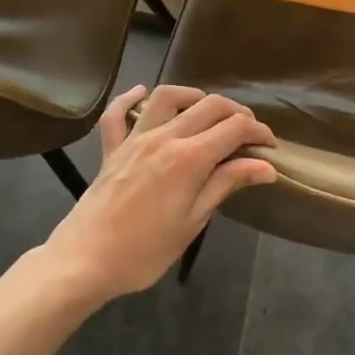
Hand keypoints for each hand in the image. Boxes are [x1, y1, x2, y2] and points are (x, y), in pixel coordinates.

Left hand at [42, 84, 275, 305]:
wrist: (83, 261)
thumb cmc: (145, 251)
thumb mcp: (193, 221)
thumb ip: (226, 184)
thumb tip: (265, 166)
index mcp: (189, 158)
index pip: (234, 128)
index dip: (258, 131)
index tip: (270, 147)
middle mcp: (164, 137)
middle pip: (209, 105)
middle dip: (236, 113)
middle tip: (248, 134)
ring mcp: (134, 139)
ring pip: (168, 97)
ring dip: (194, 97)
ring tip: (208, 111)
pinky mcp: (111, 149)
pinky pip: (117, 115)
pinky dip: (129, 98)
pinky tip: (141, 92)